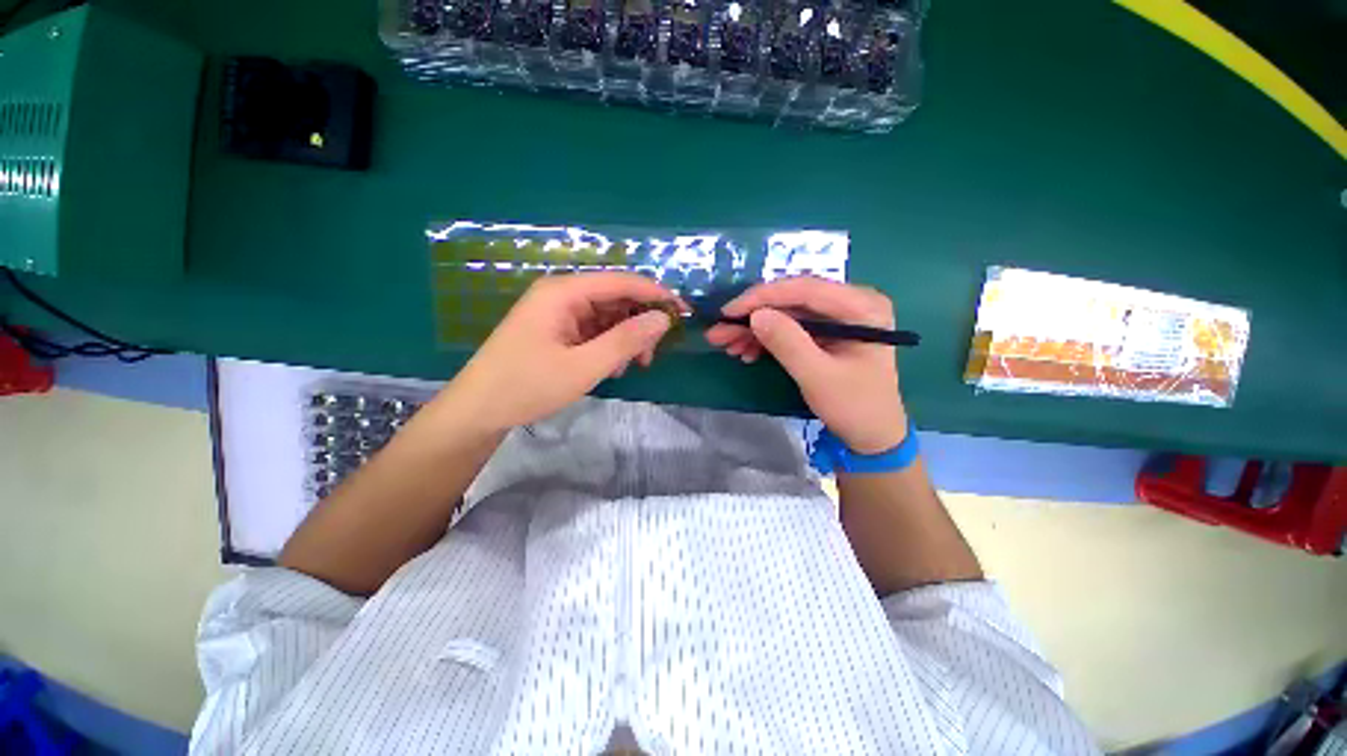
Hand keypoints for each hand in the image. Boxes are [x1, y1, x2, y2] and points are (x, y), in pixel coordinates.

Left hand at [438, 273, 682, 433]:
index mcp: (563, 292)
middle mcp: (562, 295)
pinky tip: (613, 367)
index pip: (621, 281)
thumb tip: (662, 319)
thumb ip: (625, 341)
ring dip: (626, 338)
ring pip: (607, 316)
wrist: (478, 411)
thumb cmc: (527, 386)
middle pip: (615, 298)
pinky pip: (594, 330)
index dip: (655, 294)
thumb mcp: (583, 367)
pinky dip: (610, 346)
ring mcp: (558, 313)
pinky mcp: (557, 330)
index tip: (683, 312)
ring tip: (632, 366)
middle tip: (653, 353)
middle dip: (639, 322)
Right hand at [706, 277, 907, 453]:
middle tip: (719, 332)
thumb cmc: (855, 408)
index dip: (763, 297)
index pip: (805, 289)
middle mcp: (851, 303)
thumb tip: (756, 315)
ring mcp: (837, 318)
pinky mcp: (825, 333)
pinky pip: (790, 328)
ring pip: (786, 314)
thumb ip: (788, 343)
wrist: (873, 436)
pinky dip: (766, 339)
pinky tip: (746, 352)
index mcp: (862, 307)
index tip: (728, 311)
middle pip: (792, 300)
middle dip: (753, 316)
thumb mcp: (818, 377)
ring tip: (727, 345)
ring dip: (754, 329)